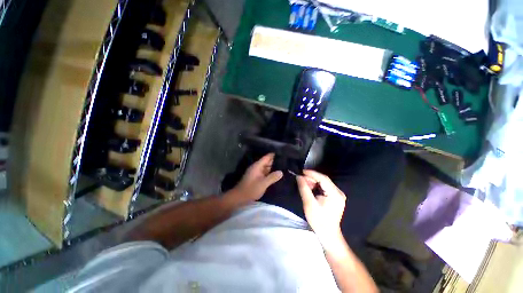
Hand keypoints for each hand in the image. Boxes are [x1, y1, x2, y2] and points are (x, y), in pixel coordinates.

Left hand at [224, 153, 282, 206]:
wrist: (239, 197)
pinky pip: (265, 173)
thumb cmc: (251, 189)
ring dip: (273, 168)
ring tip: (284, 167)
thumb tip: (281, 172)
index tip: (283, 153)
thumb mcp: (263, 183)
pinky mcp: (256, 178)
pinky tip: (276, 175)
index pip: (267, 157)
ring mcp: (256, 173)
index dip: (274, 155)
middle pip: (267, 162)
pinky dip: (270, 173)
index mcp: (257, 166)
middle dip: (275, 162)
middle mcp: (257, 168)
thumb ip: (272, 177)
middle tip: (286, 162)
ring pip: (266, 168)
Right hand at [296, 170, 346, 245]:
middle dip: (311, 178)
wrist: (328, 234)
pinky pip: (325, 187)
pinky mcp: (335, 197)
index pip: (323, 178)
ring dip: (313, 182)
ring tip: (304, 184)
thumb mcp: (309, 203)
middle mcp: (338, 192)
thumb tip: (299, 177)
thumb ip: (304, 188)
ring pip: (324, 183)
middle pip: (324, 180)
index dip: (312, 173)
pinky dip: (316, 186)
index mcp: (335, 194)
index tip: (301, 171)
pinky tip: (310, 188)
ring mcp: (338, 195)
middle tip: (301, 179)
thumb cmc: (319, 220)